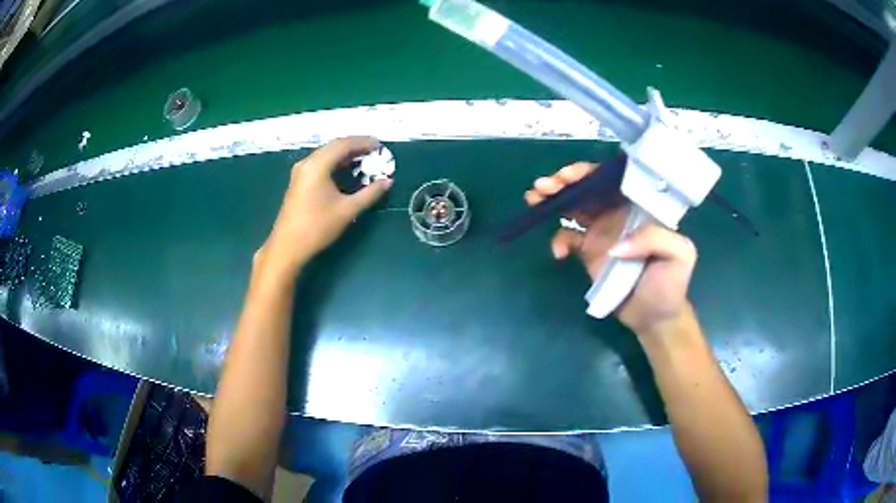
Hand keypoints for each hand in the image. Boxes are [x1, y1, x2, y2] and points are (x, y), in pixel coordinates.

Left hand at [259, 137, 391, 275]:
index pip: (343, 145)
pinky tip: (347, 170)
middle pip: (334, 146)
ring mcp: (301, 171)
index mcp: (317, 165)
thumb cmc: (317, 227)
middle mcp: (307, 163)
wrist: (288, 247)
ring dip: (345, 154)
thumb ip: (370, 194)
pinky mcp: (299, 181)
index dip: (363, 142)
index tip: (380, 145)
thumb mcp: (347, 210)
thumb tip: (388, 182)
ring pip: (326, 154)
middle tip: (374, 151)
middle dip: (355, 146)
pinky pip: (320, 163)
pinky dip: (335, 162)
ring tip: (364, 159)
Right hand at [525, 162, 696, 334]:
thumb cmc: (671, 284)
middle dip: (563, 182)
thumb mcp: (679, 256)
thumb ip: (655, 239)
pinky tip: (558, 252)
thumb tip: (614, 245)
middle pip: (587, 190)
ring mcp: (601, 233)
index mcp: (638, 208)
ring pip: (573, 208)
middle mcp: (617, 214)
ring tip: (534, 199)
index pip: (611, 181)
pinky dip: (558, 240)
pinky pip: (568, 238)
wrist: (655, 317)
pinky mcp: (589, 253)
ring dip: (553, 200)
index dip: (588, 173)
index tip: (568, 176)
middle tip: (543, 186)